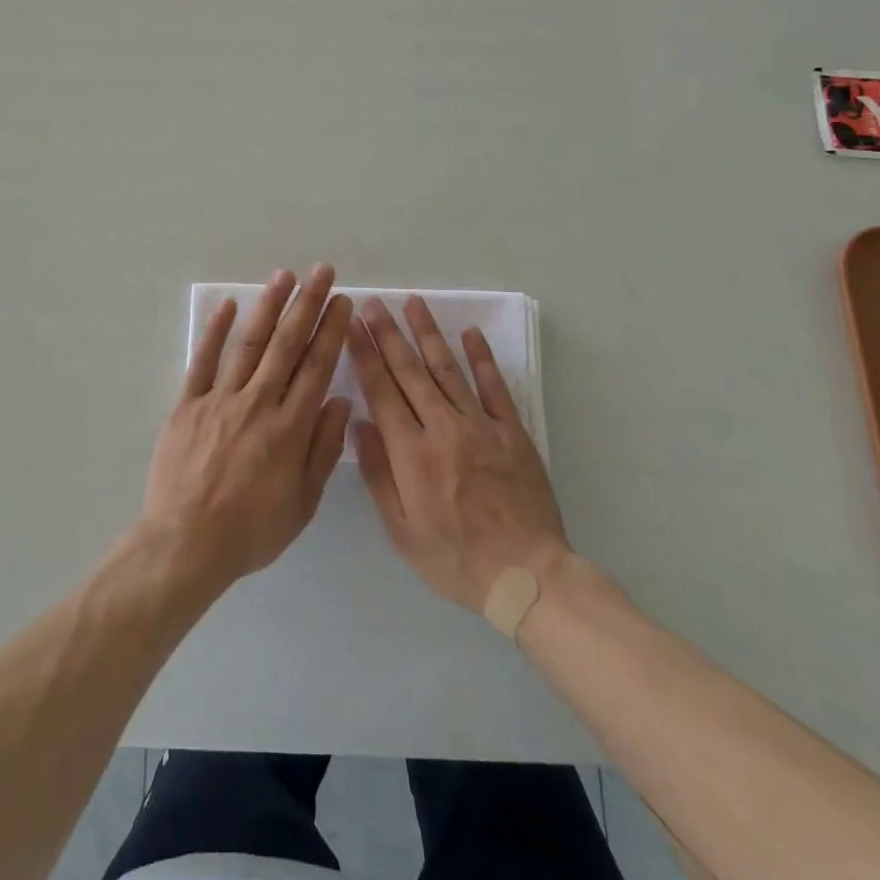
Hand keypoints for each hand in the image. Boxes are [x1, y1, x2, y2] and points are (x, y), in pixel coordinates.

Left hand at [140, 265, 354, 594]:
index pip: (317, 367)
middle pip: (287, 344)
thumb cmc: (250, 532)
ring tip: (285, 276)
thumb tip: (341, 403)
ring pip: (249, 343)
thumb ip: (323, 450)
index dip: (331, 331)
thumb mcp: (302, 504)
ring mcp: (220, 400)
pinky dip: (216, 331)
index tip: (343, 302)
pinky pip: (203, 361)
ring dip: (268, 306)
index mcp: (290, 429)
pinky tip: (229, 305)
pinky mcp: (188, 404)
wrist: (184, 545)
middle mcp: (258, 403)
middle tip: (322, 272)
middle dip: (308, 304)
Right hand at [348, 296, 569, 612]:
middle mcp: (442, 428)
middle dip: (389, 334)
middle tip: (374, 303)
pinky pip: (495, 387)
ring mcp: (481, 426)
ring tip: (414, 303)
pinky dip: (482, 358)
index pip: (381, 392)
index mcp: (411, 453)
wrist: (527, 575)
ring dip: (428, 334)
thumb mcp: (401, 530)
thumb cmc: (455, 558)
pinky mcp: (512, 432)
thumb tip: (358, 423)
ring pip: (448, 370)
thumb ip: (378, 474)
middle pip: (410, 372)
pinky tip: (470, 333)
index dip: (364, 356)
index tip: (351, 326)